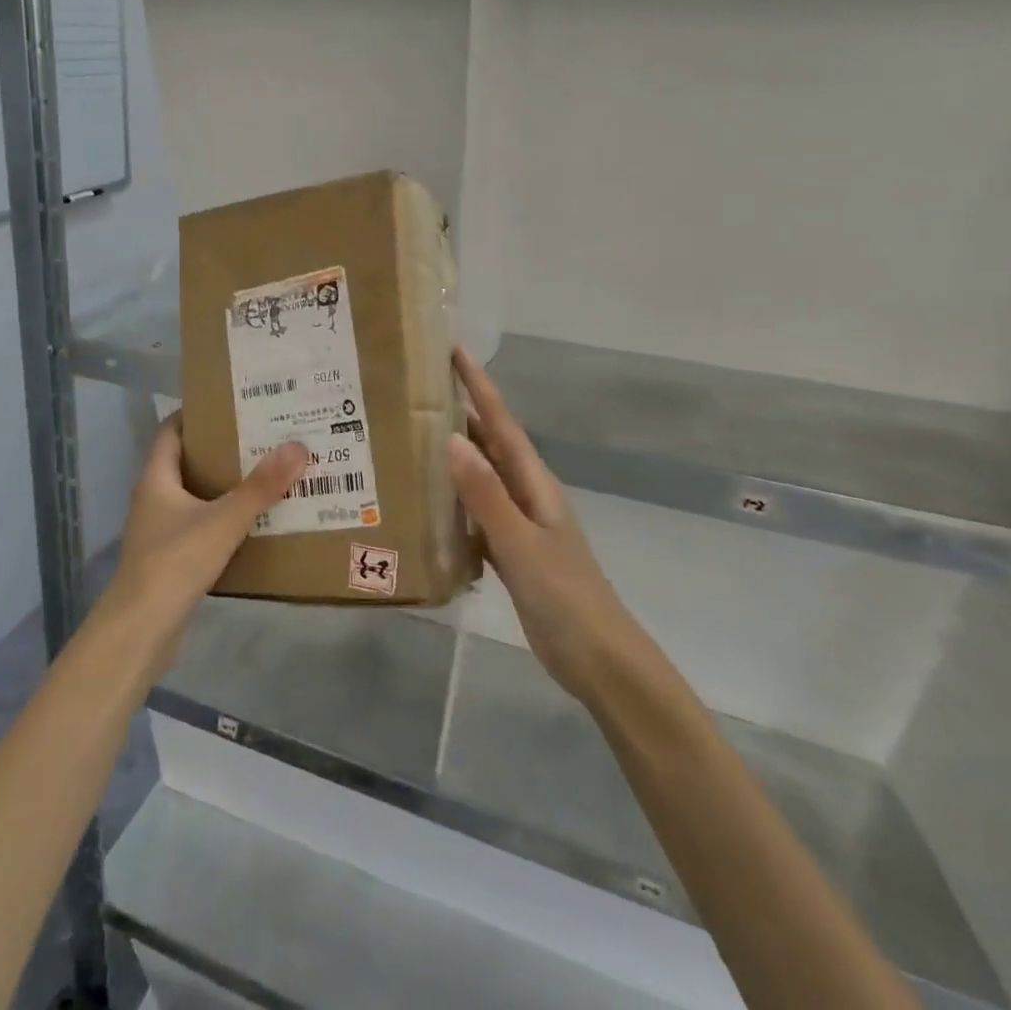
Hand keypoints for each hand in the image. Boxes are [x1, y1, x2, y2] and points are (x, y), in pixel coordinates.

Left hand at [100, 415, 308, 673]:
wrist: (141, 632)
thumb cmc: (174, 563)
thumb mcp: (223, 521)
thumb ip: (260, 487)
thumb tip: (297, 446)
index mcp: (156, 478)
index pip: (172, 430)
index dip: (197, 414)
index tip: (233, 404)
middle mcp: (154, 499)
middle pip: (187, 462)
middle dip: (221, 449)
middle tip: (262, 437)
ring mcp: (160, 531)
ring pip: (196, 497)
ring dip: (225, 486)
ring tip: (266, 474)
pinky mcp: (171, 559)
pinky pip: (201, 527)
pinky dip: (224, 520)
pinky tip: (254, 523)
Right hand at [448, 347, 638, 705]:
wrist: (598, 659)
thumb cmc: (564, 596)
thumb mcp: (521, 543)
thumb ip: (486, 494)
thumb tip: (451, 438)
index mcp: (534, 482)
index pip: (501, 422)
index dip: (478, 385)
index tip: (453, 350)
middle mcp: (526, 493)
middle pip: (489, 442)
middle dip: (460, 412)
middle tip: (417, 389)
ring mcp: (518, 523)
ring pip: (480, 476)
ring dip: (452, 454)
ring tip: (411, 435)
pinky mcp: (509, 550)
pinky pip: (474, 512)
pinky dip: (452, 500)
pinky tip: (425, 502)